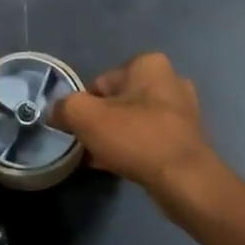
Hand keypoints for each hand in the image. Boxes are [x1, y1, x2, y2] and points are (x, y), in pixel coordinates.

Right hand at [52, 52, 225, 209]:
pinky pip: (150, 138)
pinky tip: (120, 167)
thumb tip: (56, 112)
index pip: (101, 83)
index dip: (85, 107)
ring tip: (102, 159)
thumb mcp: (86, 116)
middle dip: (102, 122)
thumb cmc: (136, 137)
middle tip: (90, 146)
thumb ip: (64, 107)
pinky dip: (134, 149)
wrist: (184, 180)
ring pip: (134, 121)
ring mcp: (183, 110)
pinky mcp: (188, 137)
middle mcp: (170, 80)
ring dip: (117, 137)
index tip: (80, 130)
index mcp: (149, 64)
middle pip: (119, 101)